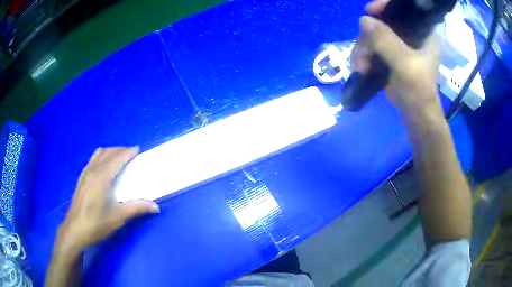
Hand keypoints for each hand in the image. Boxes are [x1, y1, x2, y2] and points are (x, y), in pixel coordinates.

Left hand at [54, 147, 159, 255]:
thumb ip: (136, 208)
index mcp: (101, 177)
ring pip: (98, 154)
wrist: (74, 231)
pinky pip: (93, 160)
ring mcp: (84, 173)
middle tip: (131, 154)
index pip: (116, 158)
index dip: (127, 152)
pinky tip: (104, 169)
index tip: (137, 149)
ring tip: (119, 159)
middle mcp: (92, 170)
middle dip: (120, 150)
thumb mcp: (117, 217)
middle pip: (107, 152)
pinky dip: (102, 157)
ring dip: (110, 152)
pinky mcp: (81, 179)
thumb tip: (155, 206)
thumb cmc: (96, 224)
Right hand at [351, 0, 441, 115]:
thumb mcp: (405, 65)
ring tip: (359, 68)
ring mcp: (398, 44)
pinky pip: (371, 46)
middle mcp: (410, 34)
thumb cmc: (418, 91)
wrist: (416, 116)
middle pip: (382, 22)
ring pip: (373, 34)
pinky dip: (363, 55)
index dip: (385, 5)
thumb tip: (363, 20)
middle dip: (368, 37)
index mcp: (422, 32)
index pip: (403, 8)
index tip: (370, 11)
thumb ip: (386, 42)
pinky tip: (360, 68)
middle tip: (362, 55)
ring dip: (362, 50)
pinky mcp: (390, 54)